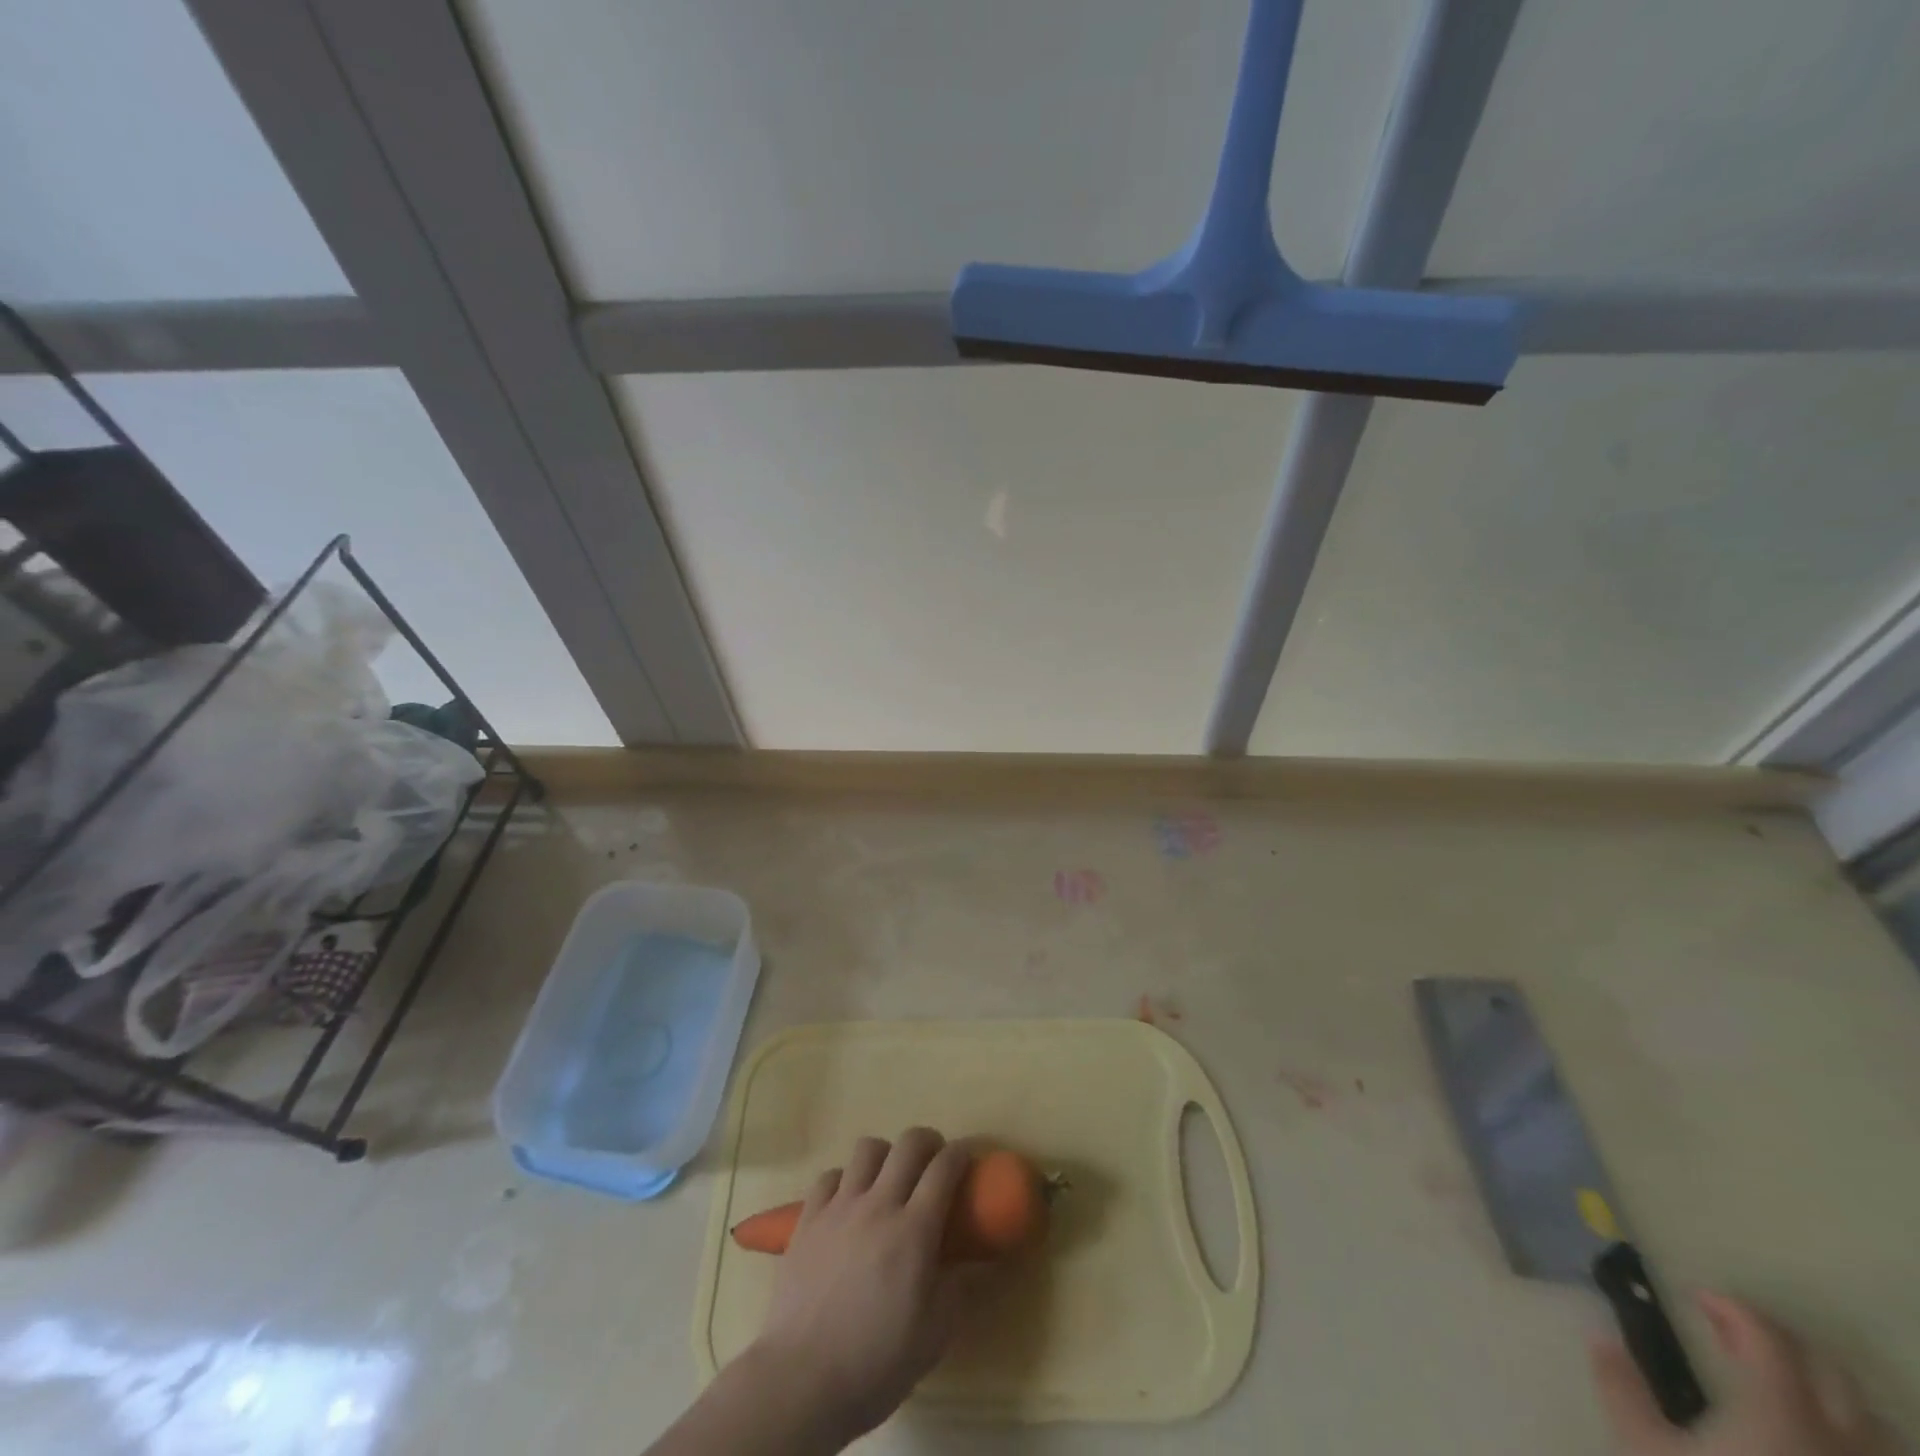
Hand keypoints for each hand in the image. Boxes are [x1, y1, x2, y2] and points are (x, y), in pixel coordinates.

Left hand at [745, 1128, 990, 1443]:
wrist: (802, 1380)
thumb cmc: (876, 1361)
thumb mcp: (935, 1334)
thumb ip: (961, 1288)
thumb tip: (981, 1262)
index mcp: (914, 1230)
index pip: (944, 1168)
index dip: (961, 1153)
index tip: (968, 1156)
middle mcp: (879, 1204)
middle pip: (909, 1143)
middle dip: (928, 1142)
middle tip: (933, 1163)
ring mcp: (840, 1207)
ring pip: (867, 1148)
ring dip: (885, 1155)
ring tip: (889, 1178)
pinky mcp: (808, 1218)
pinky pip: (829, 1176)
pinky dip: (844, 1179)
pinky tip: (848, 1202)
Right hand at [1591, 1292, 1895, 1455]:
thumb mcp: (1645, 1450)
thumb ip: (1622, 1390)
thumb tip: (1601, 1338)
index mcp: (1778, 1412)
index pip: (1767, 1337)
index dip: (1734, 1309)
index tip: (1699, 1300)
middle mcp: (1838, 1442)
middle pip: (1831, 1373)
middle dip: (1785, 1342)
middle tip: (1738, 1334)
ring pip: (1876, 1425)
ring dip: (1831, 1393)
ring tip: (1788, 1388)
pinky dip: (1857, 1440)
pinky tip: (1822, 1442)